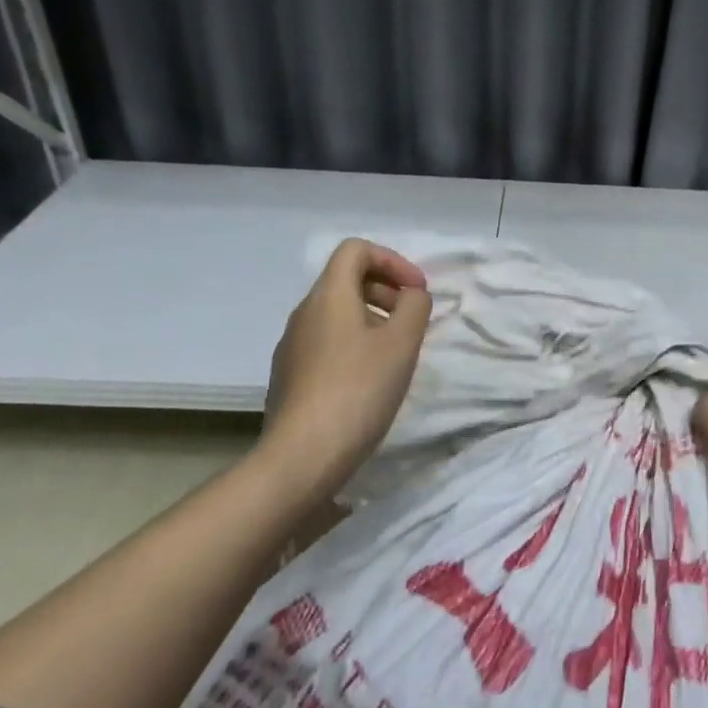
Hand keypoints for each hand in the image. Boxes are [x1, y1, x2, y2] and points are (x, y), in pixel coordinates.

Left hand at [259, 239, 432, 506]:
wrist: (302, 456)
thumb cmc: (358, 389)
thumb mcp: (402, 343)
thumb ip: (415, 307)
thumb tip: (412, 296)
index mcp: (328, 295)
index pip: (356, 250)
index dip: (392, 260)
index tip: (417, 291)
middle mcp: (304, 313)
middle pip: (346, 279)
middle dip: (386, 290)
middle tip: (412, 320)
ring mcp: (292, 346)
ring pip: (337, 314)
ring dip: (373, 319)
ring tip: (397, 353)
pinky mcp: (290, 377)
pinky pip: (327, 342)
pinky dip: (355, 344)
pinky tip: (370, 380)